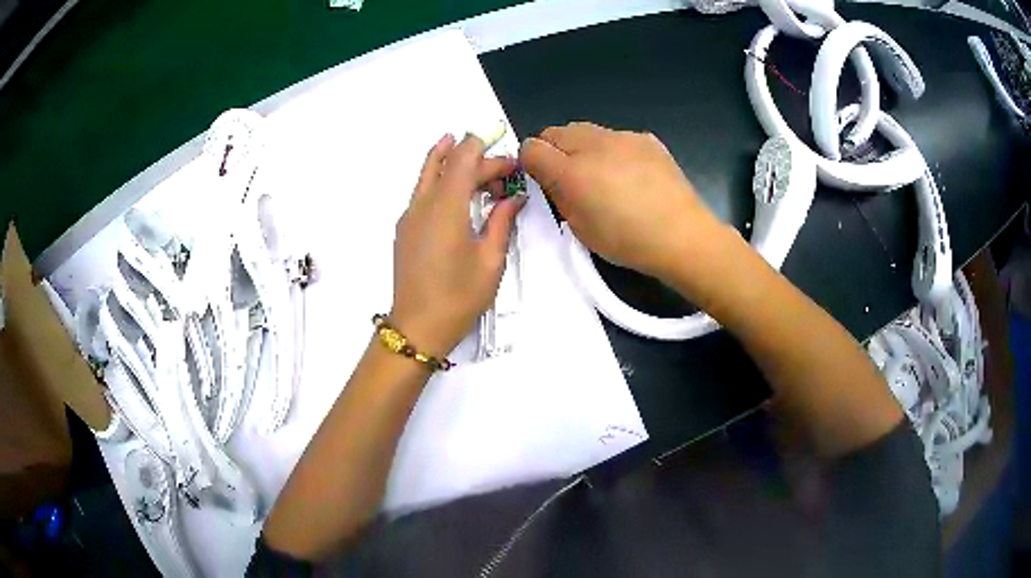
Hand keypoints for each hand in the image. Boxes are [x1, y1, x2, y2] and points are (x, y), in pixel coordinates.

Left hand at [390, 133, 525, 356]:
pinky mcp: (405, 229)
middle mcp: (422, 203)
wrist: (418, 327)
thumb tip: (514, 198)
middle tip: (507, 173)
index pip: (462, 157)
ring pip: (429, 174)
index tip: (507, 155)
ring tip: (481, 169)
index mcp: (446, 206)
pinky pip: (423, 192)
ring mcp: (409, 216)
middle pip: (448, 164)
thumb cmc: (459, 296)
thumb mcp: (490, 259)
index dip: (484, 147)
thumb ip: (502, 221)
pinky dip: (442, 183)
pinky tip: (459, 194)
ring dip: (454, 165)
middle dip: (478, 161)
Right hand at [519, 122, 724, 283]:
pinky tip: (631, 174)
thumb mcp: (581, 228)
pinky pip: (616, 137)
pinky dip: (613, 150)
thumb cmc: (628, 241)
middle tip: (569, 175)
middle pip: (556, 131)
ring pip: (586, 130)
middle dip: (554, 149)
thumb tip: (550, 176)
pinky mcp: (645, 138)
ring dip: (583, 147)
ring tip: (602, 173)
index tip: (541, 177)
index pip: (531, 147)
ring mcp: (622, 137)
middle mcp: (593, 145)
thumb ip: (558, 195)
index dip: (530, 161)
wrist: (682, 235)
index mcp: (572, 172)